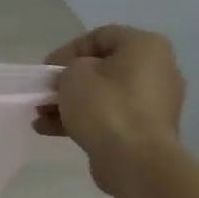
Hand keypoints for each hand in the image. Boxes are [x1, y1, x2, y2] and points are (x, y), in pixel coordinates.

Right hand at [34, 25, 185, 194]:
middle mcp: (158, 69)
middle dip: (67, 81)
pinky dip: (83, 120)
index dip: (68, 50)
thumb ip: (68, 68)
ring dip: (70, 103)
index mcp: (146, 46)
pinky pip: (110, 117)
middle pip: (102, 68)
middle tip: (44, 93)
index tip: (47, 71)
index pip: (100, 36)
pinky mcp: (146, 129)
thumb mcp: (74, 75)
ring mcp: (155, 102)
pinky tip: (50, 130)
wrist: (136, 161)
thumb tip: (73, 78)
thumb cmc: (106, 108)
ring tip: (41, 115)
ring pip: (104, 95)